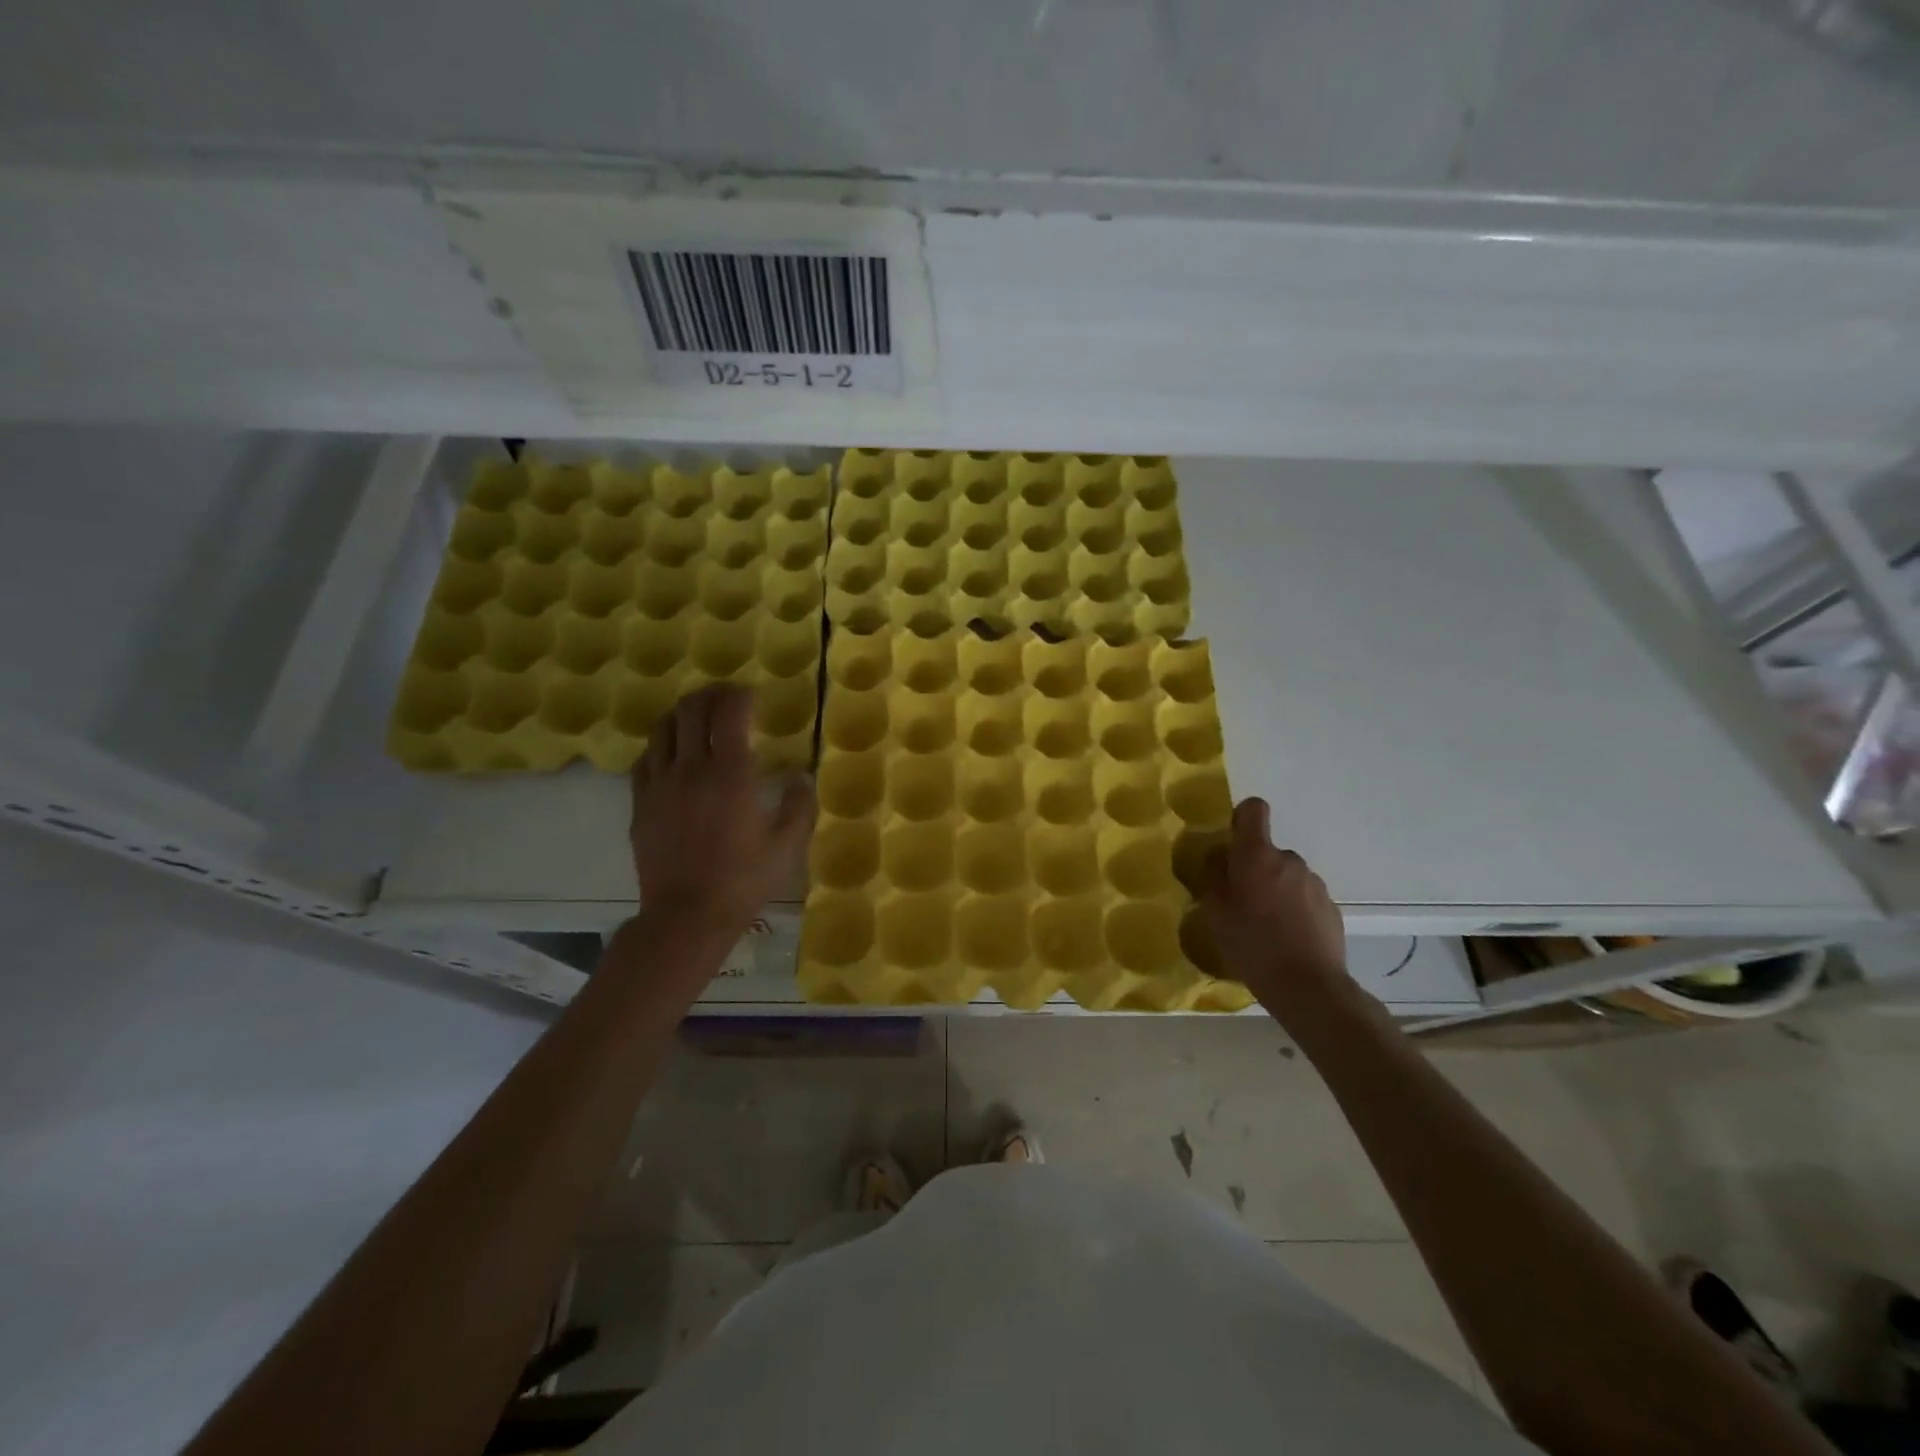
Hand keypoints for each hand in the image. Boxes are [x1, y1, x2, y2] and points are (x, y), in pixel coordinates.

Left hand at [630, 685, 813, 930]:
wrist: (687, 916)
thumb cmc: (743, 880)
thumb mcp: (787, 845)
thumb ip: (799, 805)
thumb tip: (801, 776)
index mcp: (731, 773)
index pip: (730, 711)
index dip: (741, 694)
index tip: (752, 695)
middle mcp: (691, 767)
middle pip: (692, 709)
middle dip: (711, 694)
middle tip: (727, 698)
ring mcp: (660, 784)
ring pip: (663, 728)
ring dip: (683, 714)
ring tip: (699, 718)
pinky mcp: (640, 803)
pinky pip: (646, 759)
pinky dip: (662, 745)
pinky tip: (673, 754)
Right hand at [1200, 797, 1348, 1010]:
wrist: (1307, 985)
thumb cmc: (1251, 944)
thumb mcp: (1215, 911)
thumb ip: (1214, 875)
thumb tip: (1220, 856)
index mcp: (1257, 855)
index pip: (1254, 810)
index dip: (1242, 819)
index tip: (1233, 842)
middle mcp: (1289, 860)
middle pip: (1267, 852)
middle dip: (1255, 870)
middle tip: (1241, 903)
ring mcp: (1314, 883)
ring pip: (1287, 876)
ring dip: (1275, 891)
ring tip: (1265, 927)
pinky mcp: (1331, 908)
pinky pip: (1304, 898)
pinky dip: (1294, 910)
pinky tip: (1287, 939)